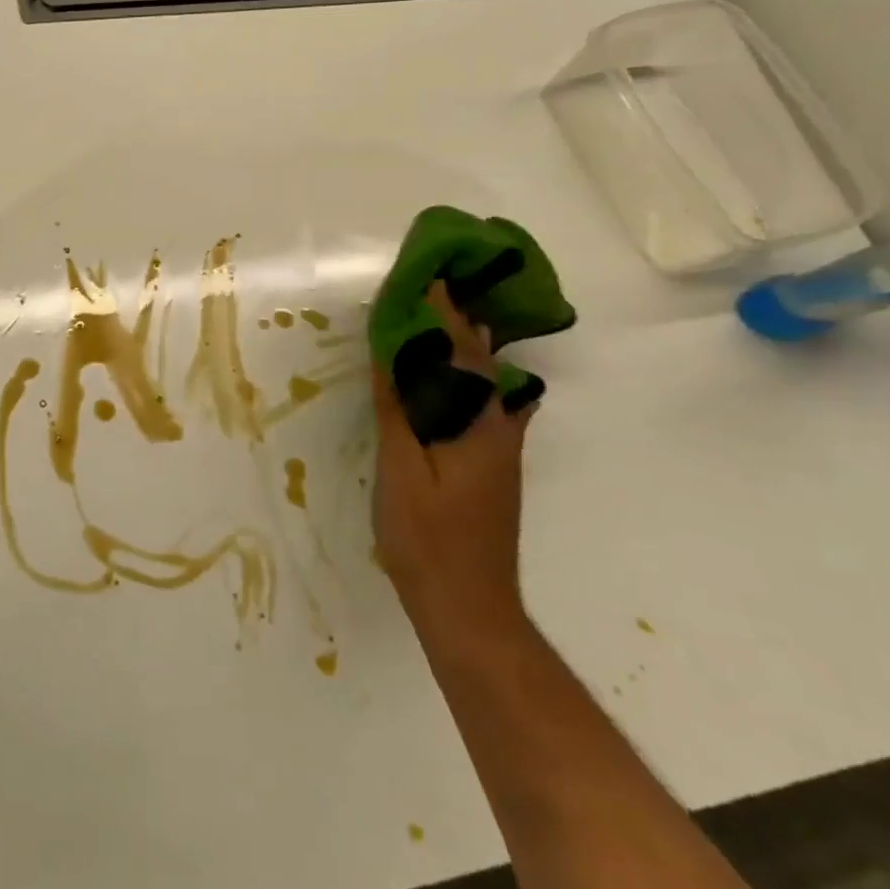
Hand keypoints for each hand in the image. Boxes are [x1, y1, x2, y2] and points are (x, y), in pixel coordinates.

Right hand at [372, 281, 534, 647]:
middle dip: (460, 323)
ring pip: (486, 385)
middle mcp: (498, 431)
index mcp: (477, 428)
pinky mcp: (491, 466)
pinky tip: (456, 381)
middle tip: (435, 290)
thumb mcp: (401, 472)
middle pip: (482, 364)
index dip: (444, 316)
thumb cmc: (428, 539)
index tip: (428, 280)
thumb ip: (397, 412)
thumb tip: (391, 356)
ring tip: (445, 319)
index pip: (462, 356)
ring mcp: (499, 451)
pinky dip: (469, 379)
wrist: (469, 608)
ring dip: (466, 348)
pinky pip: (483, 406)